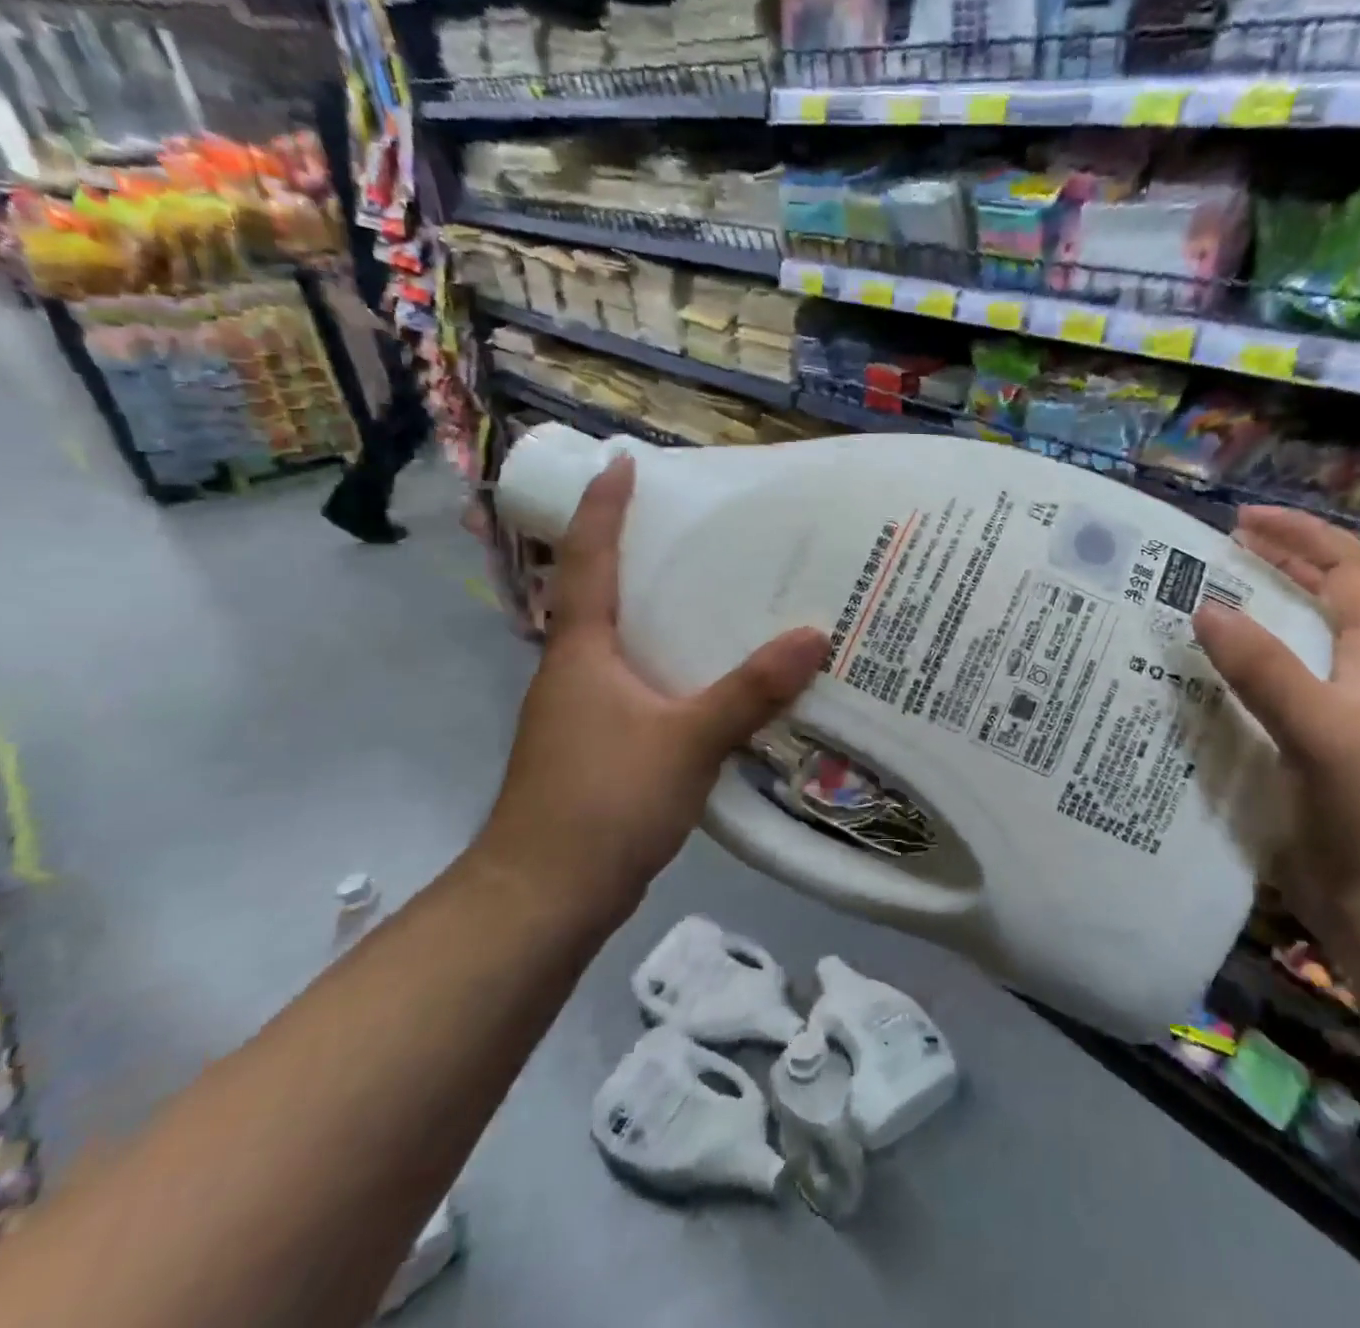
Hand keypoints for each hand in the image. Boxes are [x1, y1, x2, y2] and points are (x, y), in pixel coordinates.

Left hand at [480, 456, 828, 923]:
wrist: (543, 898)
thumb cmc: (602, 802)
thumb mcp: (687, 740)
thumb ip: (751, 690)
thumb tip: (815, 635)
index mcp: (582, 650)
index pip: (589, 559)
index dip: (604, 507)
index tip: (623, 461)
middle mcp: (577, 670)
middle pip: (605, 593)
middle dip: (641, 552)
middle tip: (699, 526)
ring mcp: (585, 711)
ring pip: (627, 643)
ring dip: (661, 612)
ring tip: (721, 592)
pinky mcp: (603, 746)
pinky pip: (644, 685)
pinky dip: (676, 666)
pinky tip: (718, 678)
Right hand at [1192, 506, 1359, 946]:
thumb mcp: (1320, 729)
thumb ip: (1265, 667)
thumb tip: (1205, 606)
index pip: (1349, 569)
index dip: (1302, 535)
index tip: (1242, 520)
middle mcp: (1356, 671)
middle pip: (1320, 596)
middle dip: (1273, 564)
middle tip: (1212, 552)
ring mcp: (1331, 708)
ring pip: (1289, 639)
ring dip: (1249, 613)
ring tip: (1195, 599)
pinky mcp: (1303, 740)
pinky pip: (1265, 683)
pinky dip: (1234, 664)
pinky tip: (1195, 670)